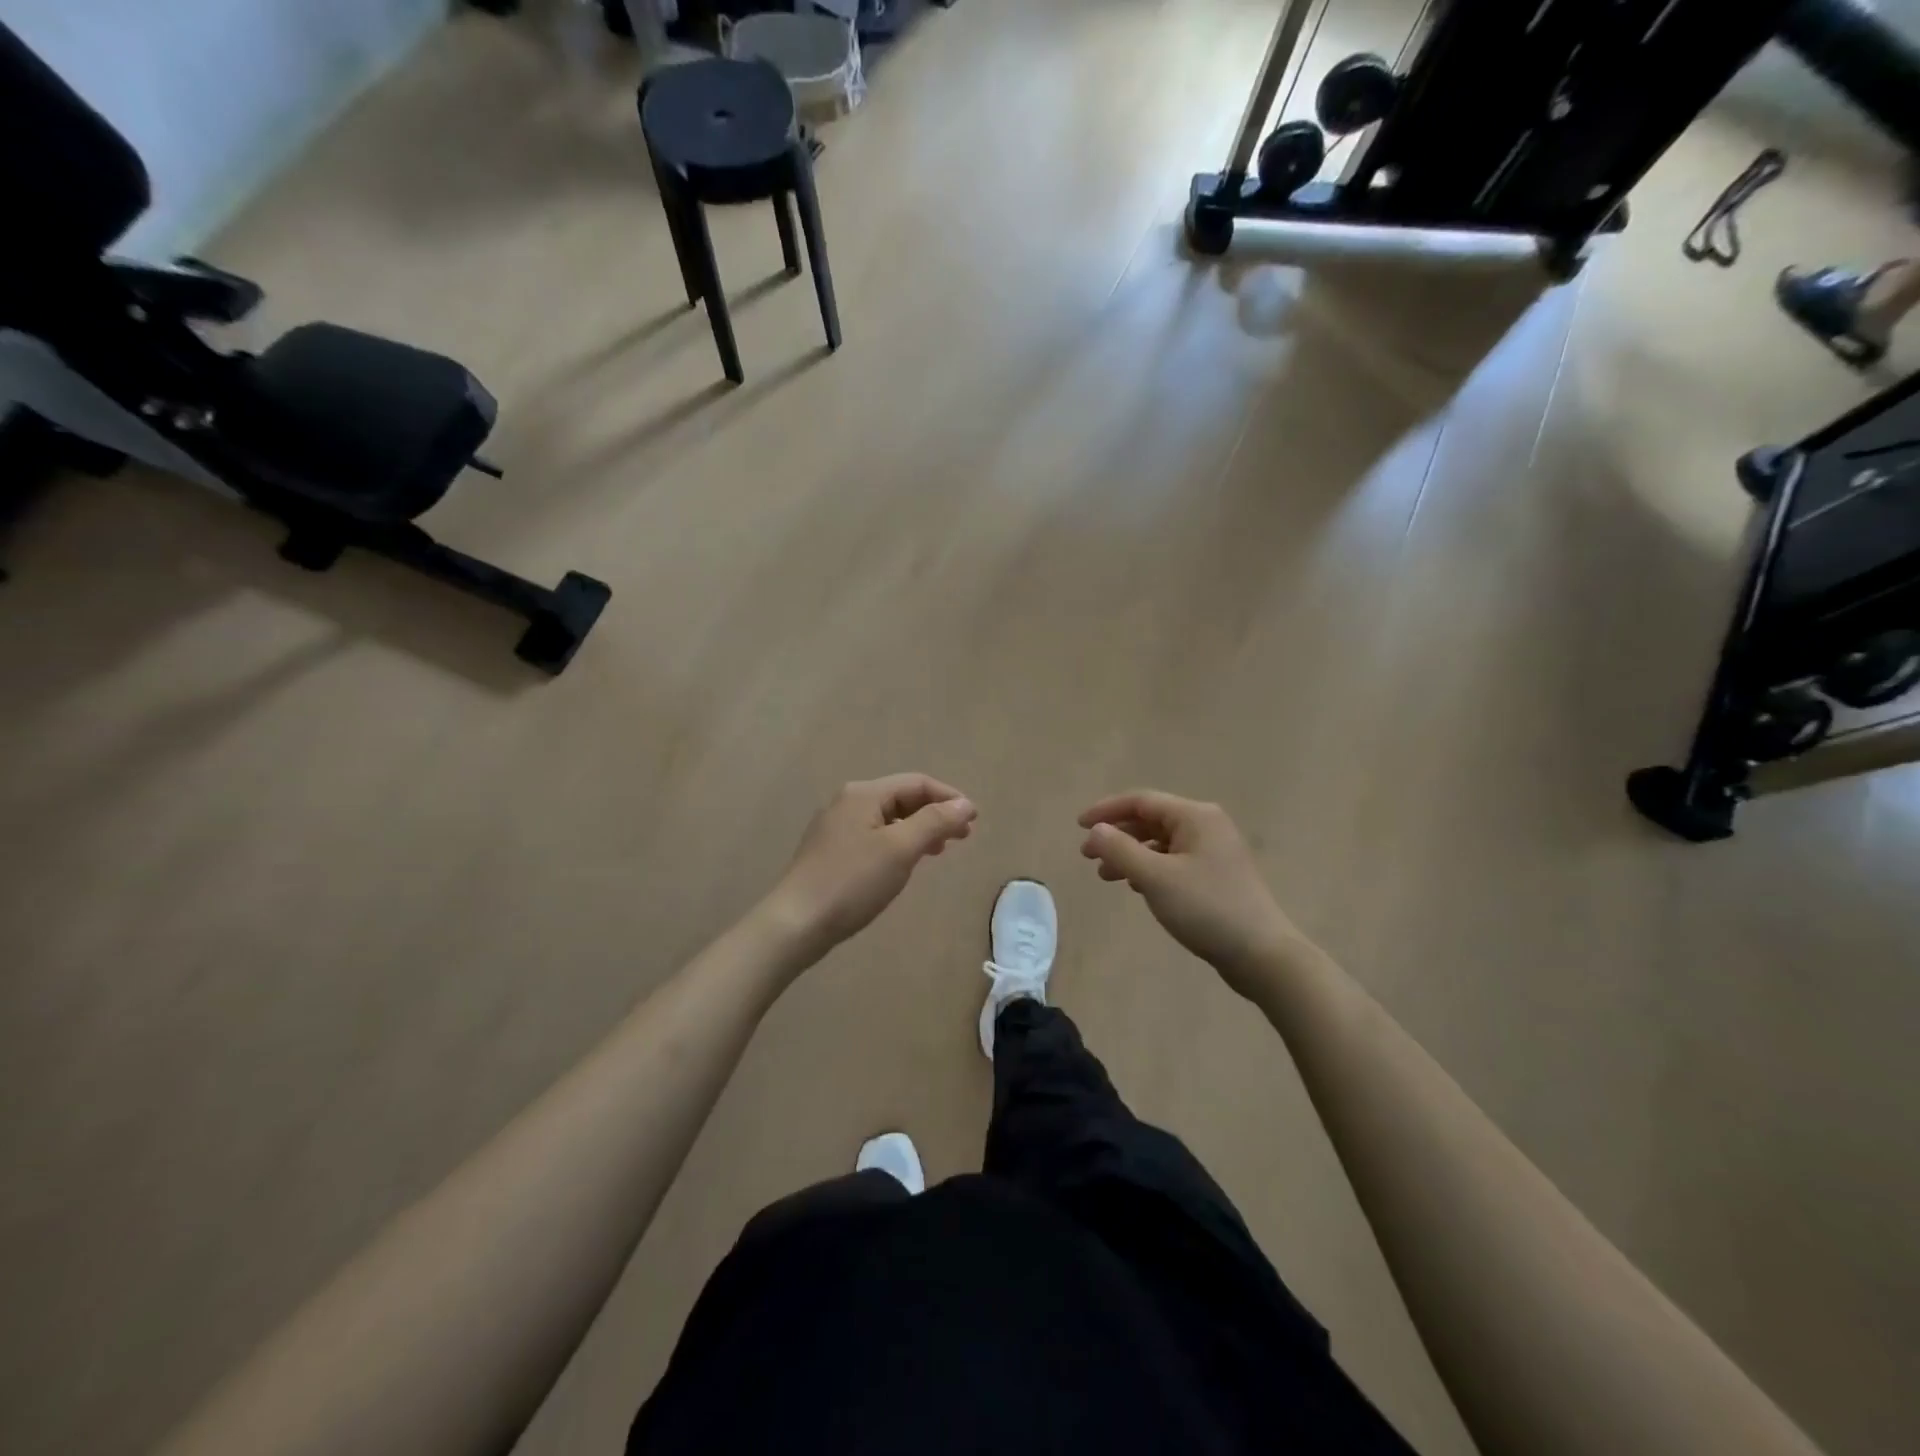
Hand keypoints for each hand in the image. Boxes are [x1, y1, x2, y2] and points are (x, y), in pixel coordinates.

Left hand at [765, 775, 976, 960]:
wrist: (796, 923)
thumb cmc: (852, 882)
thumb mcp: (900, 849)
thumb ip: (934, 822)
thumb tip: (965, 805)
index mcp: (863, 794)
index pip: (917, 783)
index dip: (949, 798)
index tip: (974, 821)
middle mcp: (847, 802)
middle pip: (902, 798)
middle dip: (935, 813)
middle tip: (963, 837)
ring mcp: (836, 827)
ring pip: (888, 818)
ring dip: (918, 829)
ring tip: (940, 850)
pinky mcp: (831, 851)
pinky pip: (874, 836)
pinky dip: (898, 843)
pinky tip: (905, 863)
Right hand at [1079, 791, 1297, 994]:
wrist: (1261, 954)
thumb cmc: (1206, 909)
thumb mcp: (1155, 878)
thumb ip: (1120, 850)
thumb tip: (1096, 830)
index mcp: (1195, 816)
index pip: (1141, 801)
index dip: (1106, 811)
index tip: (1078, 826)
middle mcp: (1207, 826)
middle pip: (1151, 820)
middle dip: (1117, 836)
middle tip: (1088, 857)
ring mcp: (1214, 851)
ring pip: (1161, 843)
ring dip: (1130, 854)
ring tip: (1106, 876)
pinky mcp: (1216, 875)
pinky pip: (1173, 861)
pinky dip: (1150, 868)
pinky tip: (1136, 886)